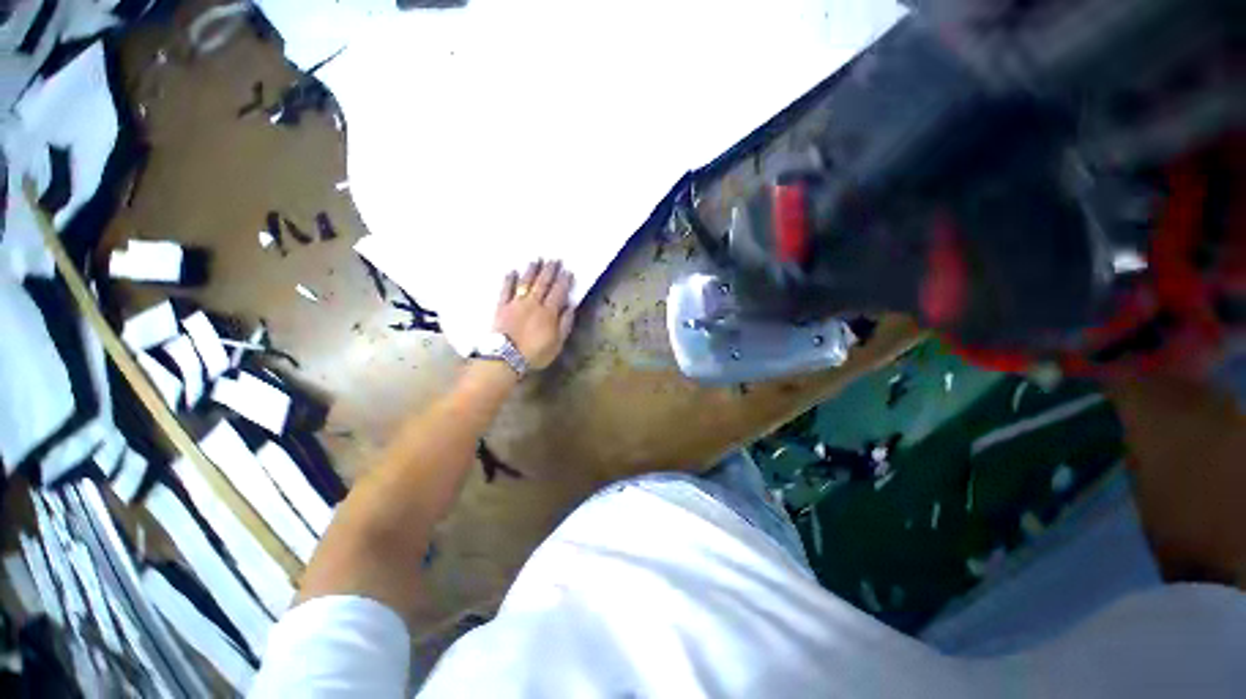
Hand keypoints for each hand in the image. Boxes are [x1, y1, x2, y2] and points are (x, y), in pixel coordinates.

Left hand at [494, 260, 575, 369]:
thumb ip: (565, 324)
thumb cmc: (535, 353)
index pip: (558, 292)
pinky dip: (509, 279)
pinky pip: (505, 289)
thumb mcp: (557, 344)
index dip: (564, 281)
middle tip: (555, 259)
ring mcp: (516, 303)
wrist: (505, 357)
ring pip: (526, 282)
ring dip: (532, 270)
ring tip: (536, 260)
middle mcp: (533, 303)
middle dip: (550, 270)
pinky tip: (511, 271)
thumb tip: (571, 307)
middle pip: (543, 283)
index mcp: (548, 312)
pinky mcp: (501, 306)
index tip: (568, 271)